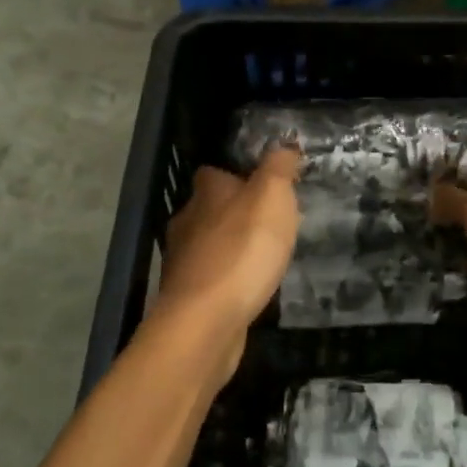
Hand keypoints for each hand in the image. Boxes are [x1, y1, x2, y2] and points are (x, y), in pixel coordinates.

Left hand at [156, 147, 302, 344]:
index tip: (265, 185)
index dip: (238, 175)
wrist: (206, 321)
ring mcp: (183, 261)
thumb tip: (283, 145)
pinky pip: (211, 278)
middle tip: (270, 223)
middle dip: (235, 214)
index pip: (215, 172)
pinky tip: (248, 288)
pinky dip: (228, 279)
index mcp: (206, 193)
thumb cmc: (243, 250)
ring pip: (209, 244)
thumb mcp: (272, 197)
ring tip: (263, 256)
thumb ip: (279, 167)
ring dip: (231, 247)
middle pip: (210, 208)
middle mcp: (187, 221)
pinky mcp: (187, 297)